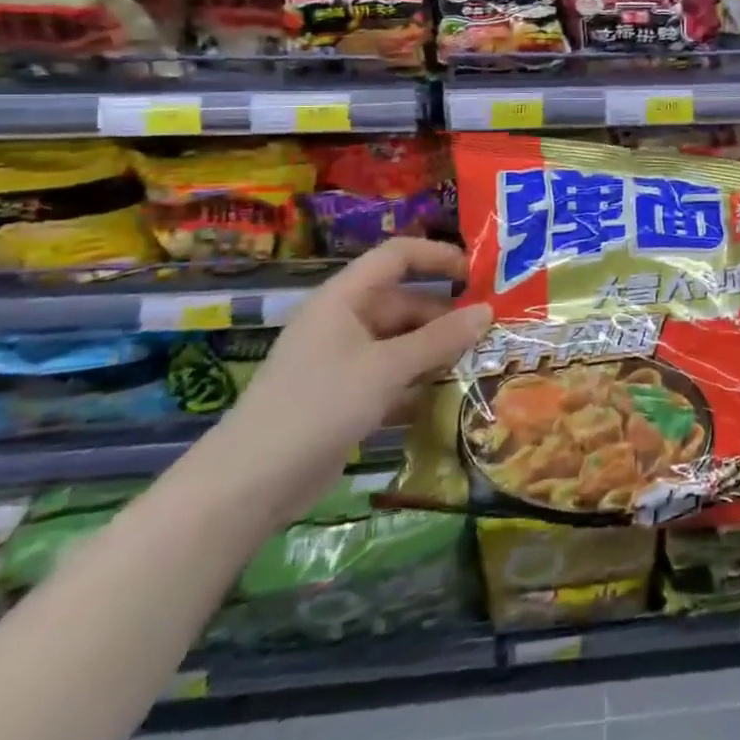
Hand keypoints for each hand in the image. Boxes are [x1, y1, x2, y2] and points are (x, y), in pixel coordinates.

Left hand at [202, 238, 492, 524]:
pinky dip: (417, 381)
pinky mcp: (343, 396)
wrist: (249, 484)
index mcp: (345, 298)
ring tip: (479, 363)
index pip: (397, 256)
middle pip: (404, 303)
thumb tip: (487, 311)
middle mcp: (344, 321)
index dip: (438, 256)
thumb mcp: (388, 367)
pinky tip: (447, 396)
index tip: (478, 275)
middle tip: (489, 333)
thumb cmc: (320, 405)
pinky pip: (391, 375)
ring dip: (436, 351)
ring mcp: (342, 360)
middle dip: (446, 316)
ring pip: (401, 342)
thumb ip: (440, 339)